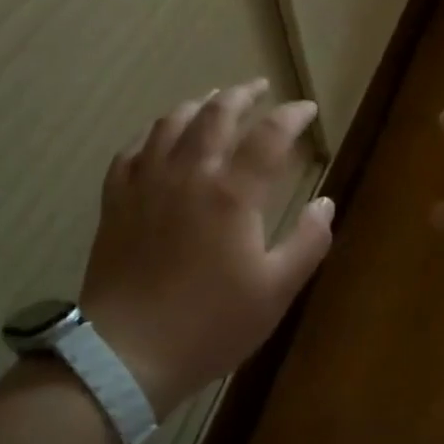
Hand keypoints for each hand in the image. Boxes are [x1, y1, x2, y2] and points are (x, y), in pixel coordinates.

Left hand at [78, 80, 332, 419]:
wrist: (126, 355)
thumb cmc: (210, 324)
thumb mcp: (276, 291)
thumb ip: (308, 242)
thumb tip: (326, 203)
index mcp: (233, 192)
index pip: (269, 135)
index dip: (292, 115)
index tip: (307, 109)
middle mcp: (190, 173)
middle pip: (216, 113)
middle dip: (242, 94)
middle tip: (258, 88)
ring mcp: (147, 183)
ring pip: (171, 123)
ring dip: (198, 104)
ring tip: (213, 100)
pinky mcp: (117, 200)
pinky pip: (132, 150)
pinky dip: (152, 133)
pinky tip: (159, 136)